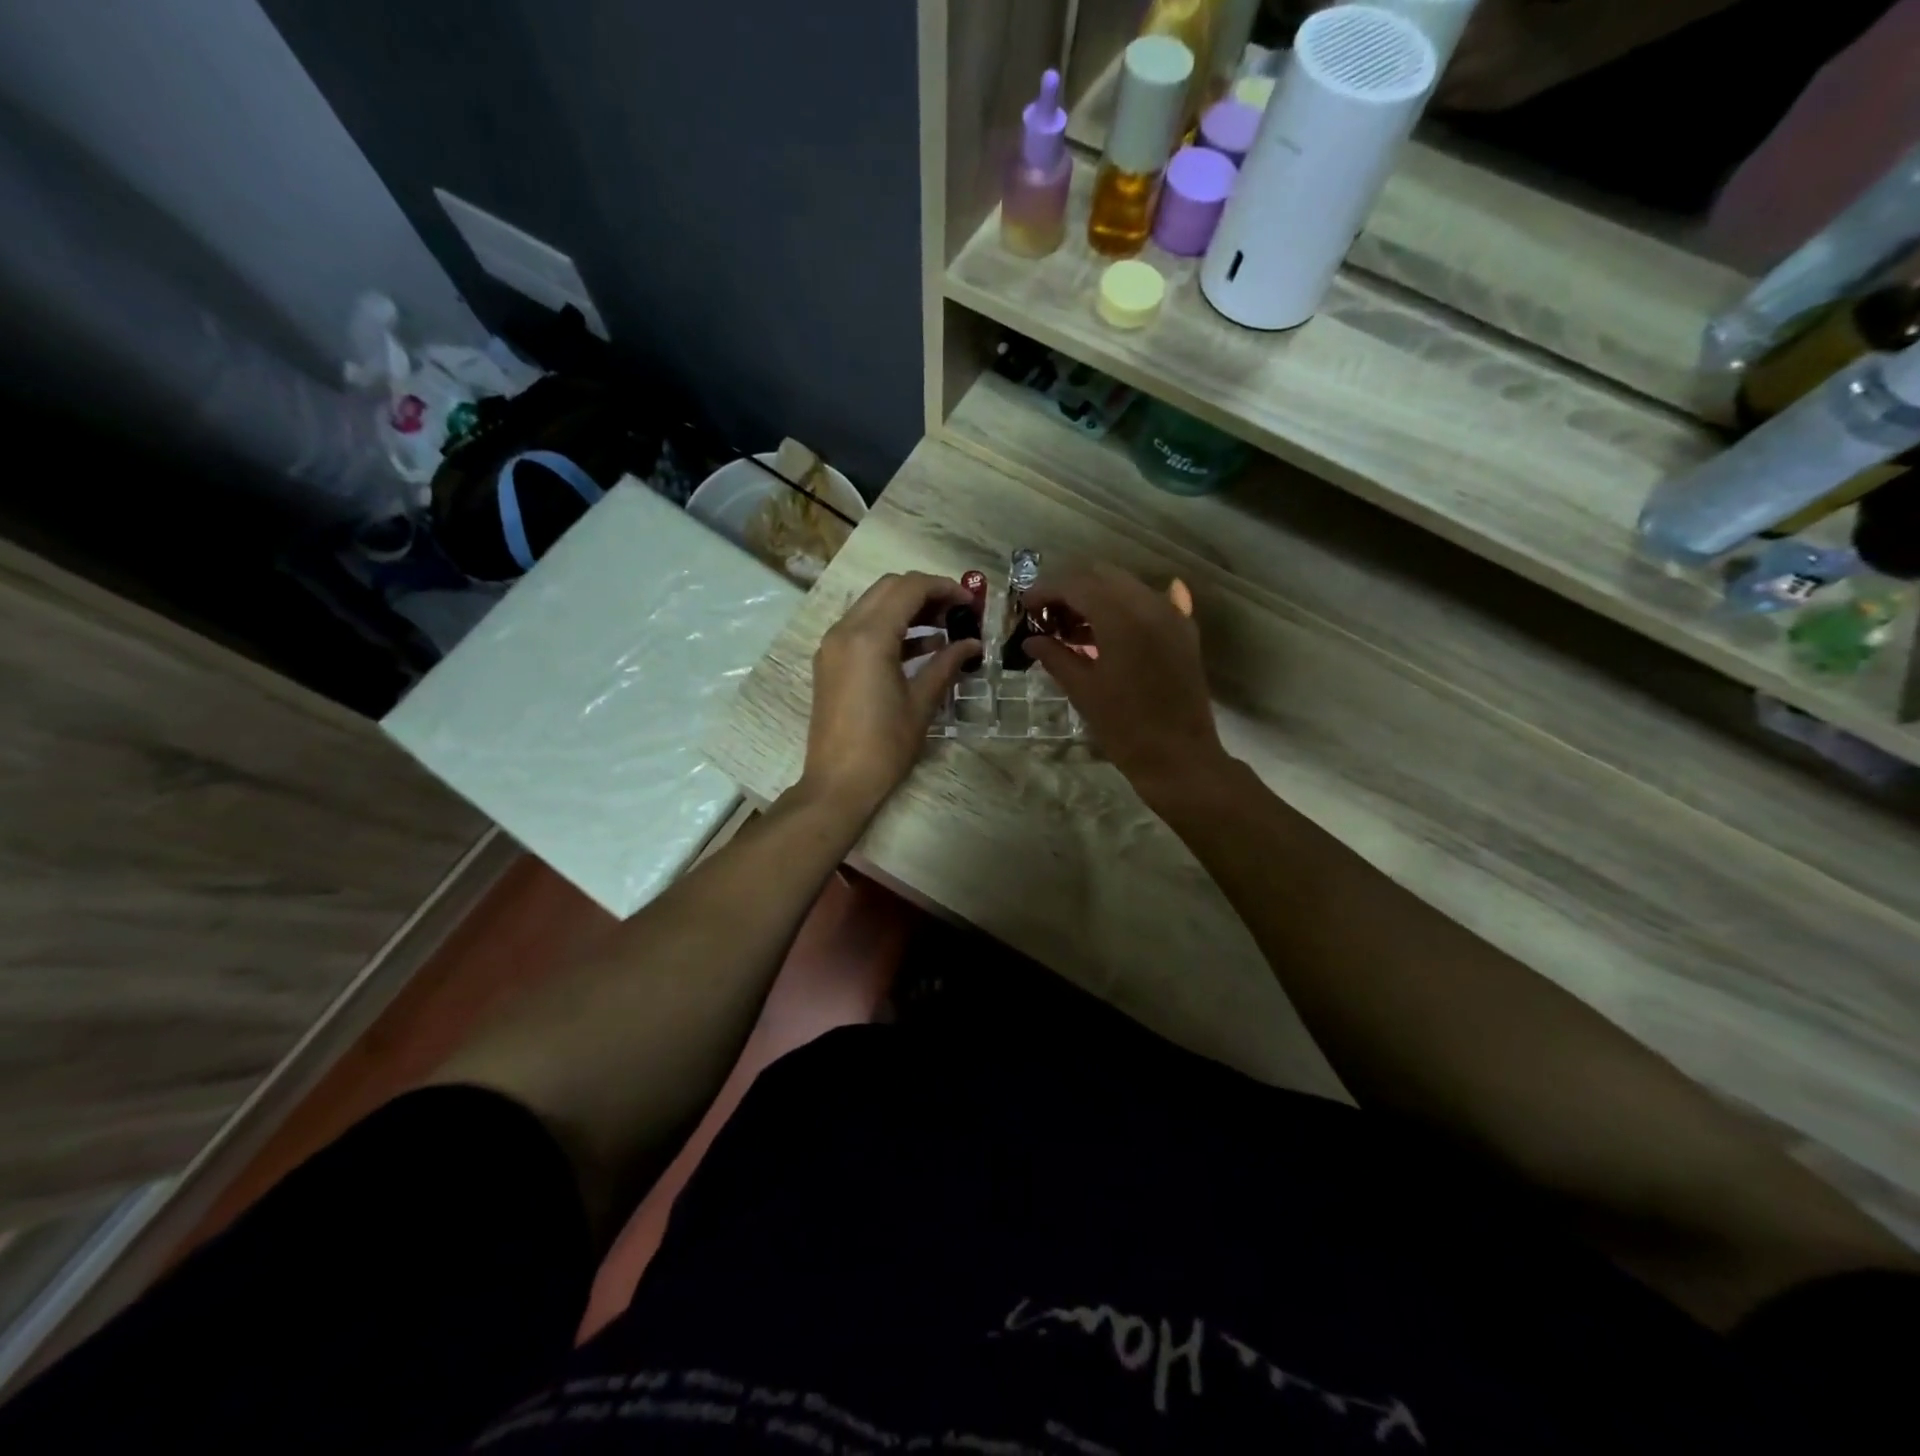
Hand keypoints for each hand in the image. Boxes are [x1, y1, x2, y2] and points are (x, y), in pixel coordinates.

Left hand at [803, 572, 978, 816]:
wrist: (838, 783)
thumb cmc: (885, 746)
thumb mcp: (922, 703)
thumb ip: (947, 664)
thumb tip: (972, 644)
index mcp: (869, 637)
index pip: (910, 588)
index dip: (945, 588)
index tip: (971, 603)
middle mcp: (845, 630)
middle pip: (889, 588)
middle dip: (925, 593)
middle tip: (957, 612)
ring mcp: (833, 646)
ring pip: (873, 606)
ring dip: (908, 609)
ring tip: (944, 629)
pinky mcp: (830, 662)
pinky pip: (862, 629)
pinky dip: (890, 629)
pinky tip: (921, 648)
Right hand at [1021, 564, 1229, 799]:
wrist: (1179, 757)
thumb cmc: (1124, 727)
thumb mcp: (1082, 690)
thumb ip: (1055, 656)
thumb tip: (1031, 640)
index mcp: (1121, 617)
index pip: (1077, 585)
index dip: (1046, 591)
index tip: (1025, 606)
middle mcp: (1150, 605)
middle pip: (1103, 577)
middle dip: (1072, 590)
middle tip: (1048, 615)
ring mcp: (1172, 616)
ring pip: (1127, 587)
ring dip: (1097, 598)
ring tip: (1072, 628)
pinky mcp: (1184, 632)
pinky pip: (1152, 603)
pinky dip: (1126, 608)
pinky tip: (1111, 623)